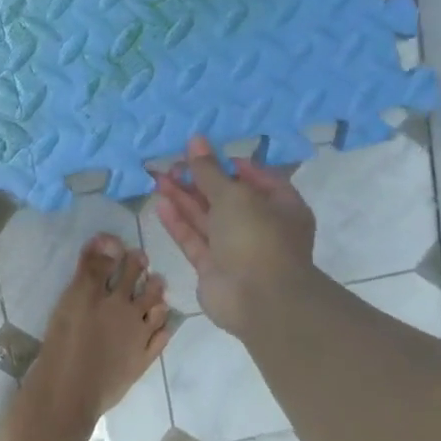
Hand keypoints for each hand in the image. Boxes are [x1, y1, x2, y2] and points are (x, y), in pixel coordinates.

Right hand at [151, 135, 316, 337]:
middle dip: (199, 181)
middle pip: (226, 198)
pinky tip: (161, 204)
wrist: (259, 300)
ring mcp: (236, 250)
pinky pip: (195, 240)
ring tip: (159, 178)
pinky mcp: (213, 268)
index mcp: (281, 207)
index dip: (231, 164)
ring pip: (206, 219)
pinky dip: (179, 223)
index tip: (204, 153)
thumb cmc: (257, 237)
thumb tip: (196, 140)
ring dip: (184, 199)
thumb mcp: (234, 195)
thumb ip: (209, 170)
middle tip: (172, 164)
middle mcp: (260, 227)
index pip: (257, 179)